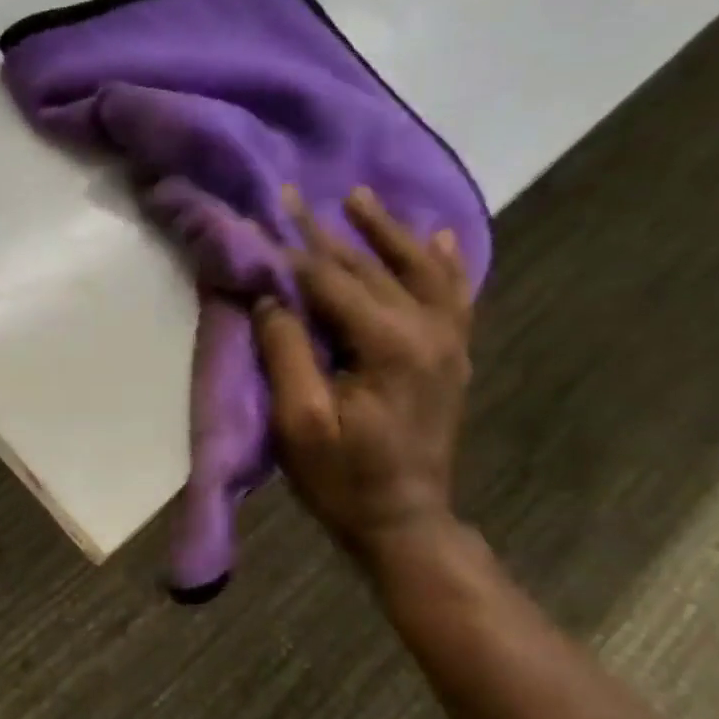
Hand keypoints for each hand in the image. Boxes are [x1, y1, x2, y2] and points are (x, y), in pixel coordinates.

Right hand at [252, 188, 473, 555]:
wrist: (404, 522)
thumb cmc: (343, 478)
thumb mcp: (300, 421)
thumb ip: (286, 351)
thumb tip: (271, 296)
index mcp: (390, 345)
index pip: (332, 281)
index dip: (293, 250)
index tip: (264, 216)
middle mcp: (428, 331)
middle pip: (371, 268)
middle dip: (329, 232)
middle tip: (295, 196)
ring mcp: (448, 343)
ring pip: (418, 269)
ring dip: (388, 231)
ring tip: (359, 197)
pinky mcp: (452, 357)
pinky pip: (453, 295)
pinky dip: (443, 263)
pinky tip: (437, 238)